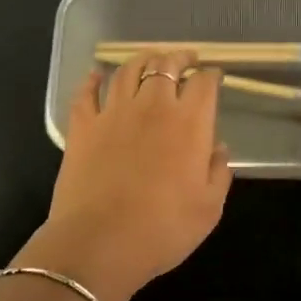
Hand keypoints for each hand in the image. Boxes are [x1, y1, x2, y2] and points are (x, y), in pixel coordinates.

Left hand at [45, 50, 231, 300]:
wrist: (99, 243)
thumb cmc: (162, 230)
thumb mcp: (208, 209)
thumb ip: (218, 173)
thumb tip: (218, 148)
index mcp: (189, 123)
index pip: (204, 84)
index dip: (211, 76)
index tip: (214, 77)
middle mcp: (152, 106)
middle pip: (166, 65)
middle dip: (179, 57)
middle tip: (185, 59)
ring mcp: (113, 112)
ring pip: (128, 70)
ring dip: (142, 60)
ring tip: (149, 59)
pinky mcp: (83, 125)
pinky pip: (87, 92)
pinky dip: (93, 80)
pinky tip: (96, 75)